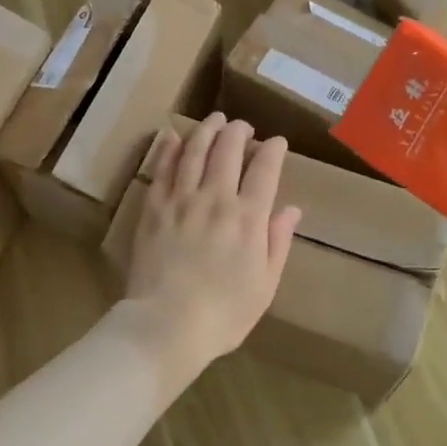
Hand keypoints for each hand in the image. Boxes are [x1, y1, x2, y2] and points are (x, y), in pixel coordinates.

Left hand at [124, 112, 301, 371]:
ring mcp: (181, 200)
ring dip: (207, 130)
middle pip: (228, 150)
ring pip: (195, 150)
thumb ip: (278, 242)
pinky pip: (162, 168)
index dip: (273, 150)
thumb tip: (291, 210)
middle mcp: (216, 199)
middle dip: (239, 131)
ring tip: (215, 120)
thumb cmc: (224, 314)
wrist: (167, 325)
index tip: (277, 142)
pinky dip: (170, 148)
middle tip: (243, 128)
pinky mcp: (154, 207)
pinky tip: (174, 136)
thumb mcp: (265, 285)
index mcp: (248, 218)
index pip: (265, 169)